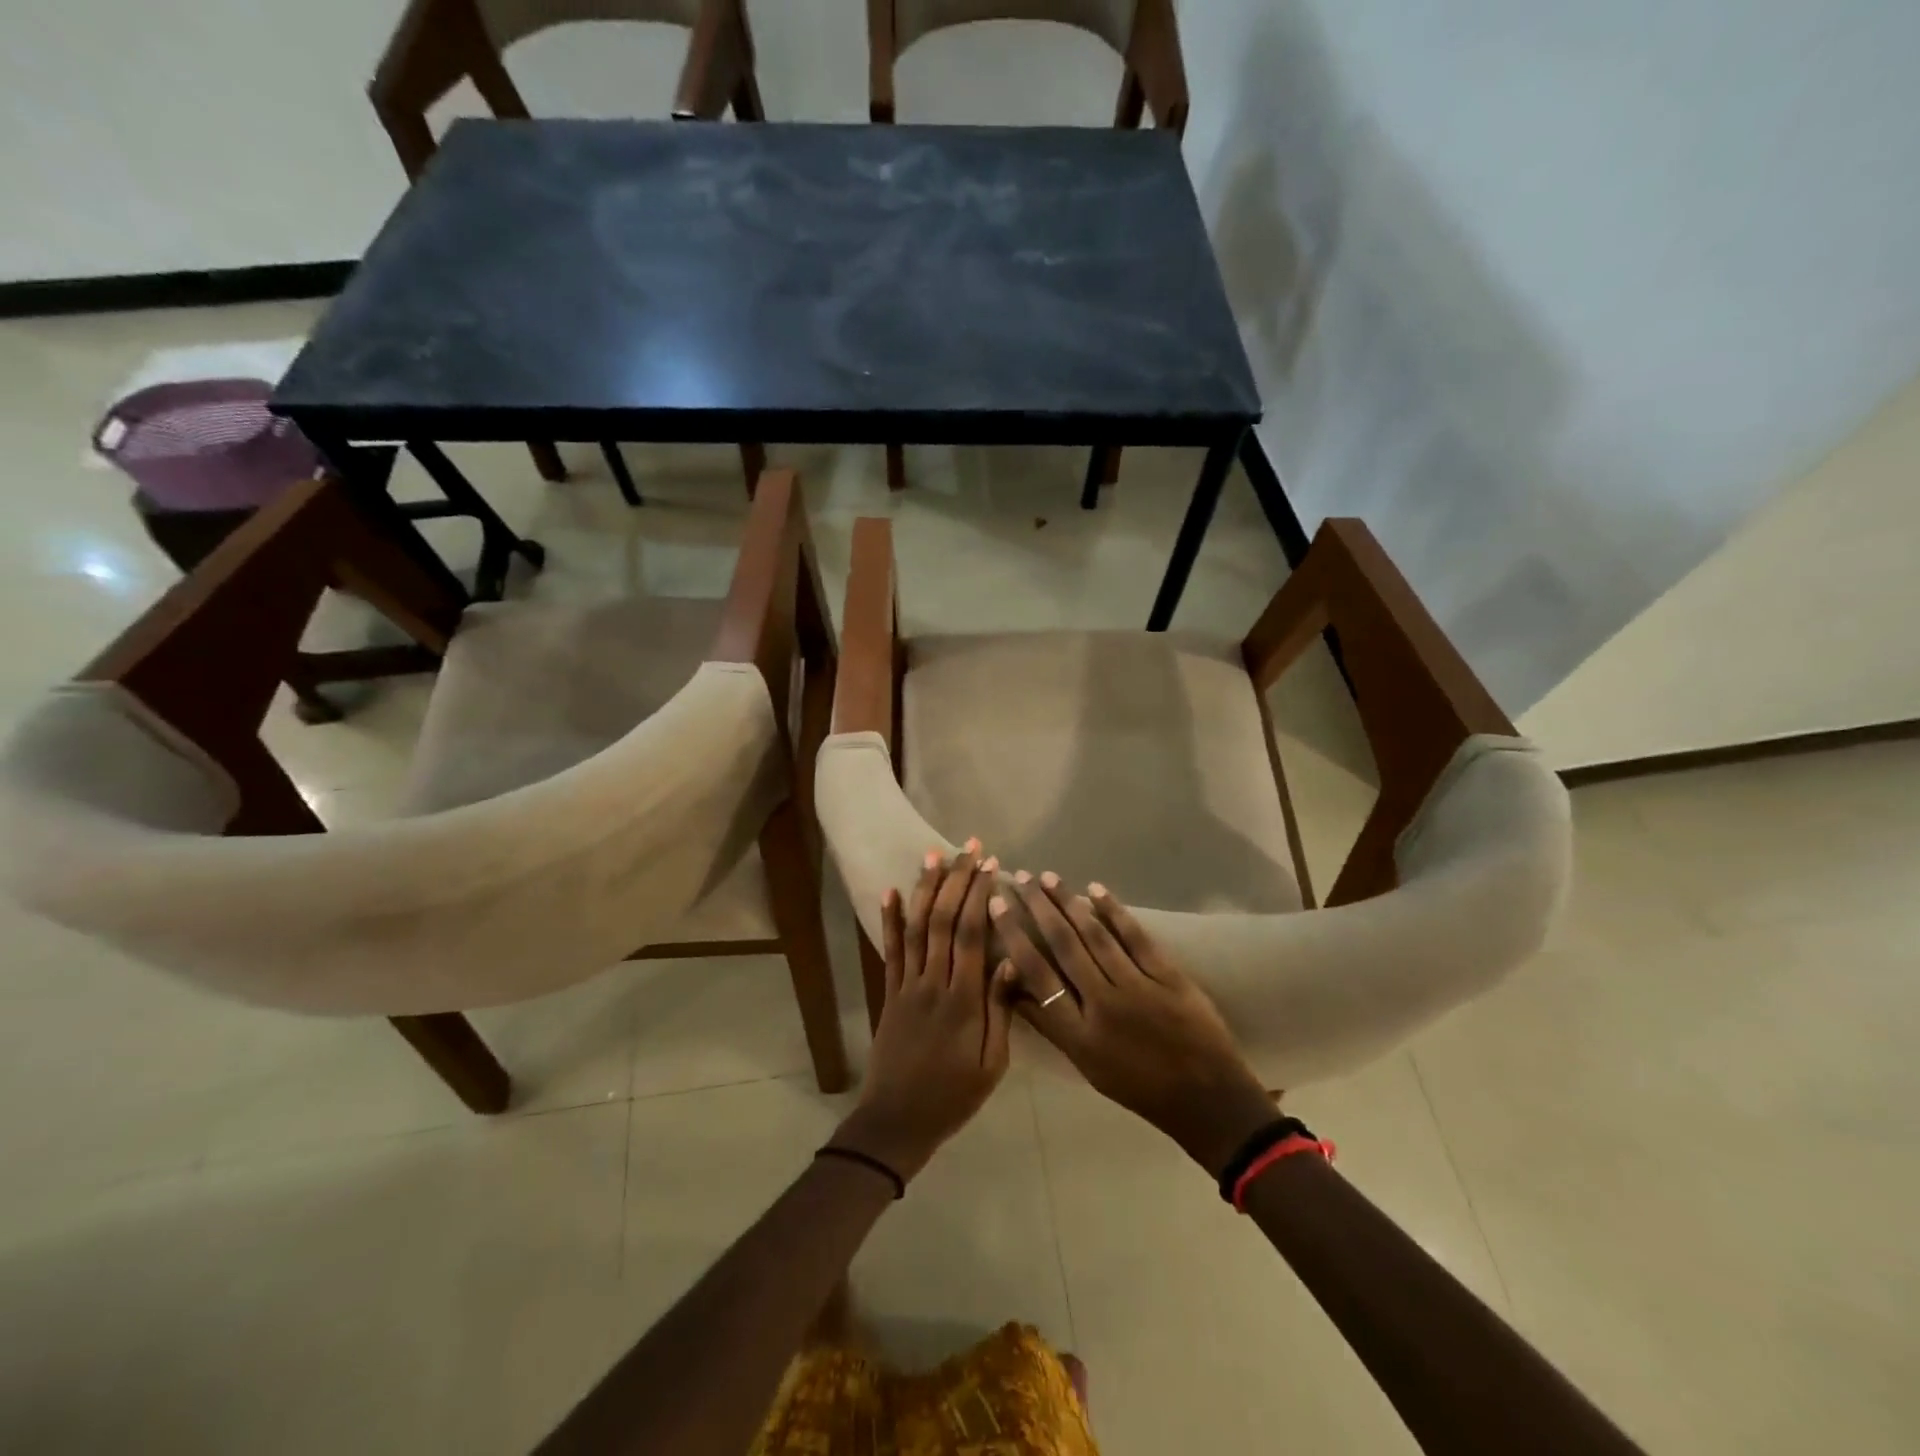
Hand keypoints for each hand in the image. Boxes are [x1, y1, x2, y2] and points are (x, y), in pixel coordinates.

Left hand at [834, 846, 1015, 1182]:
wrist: (897, 1121)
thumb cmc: (954, 1095)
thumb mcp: (992, 1062)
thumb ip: (1001, 1008)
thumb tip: (1013, 957)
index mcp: (963, 999)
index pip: (970, 934)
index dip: (979, 895)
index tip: (991, 865)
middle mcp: (932, 982)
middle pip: (943, 920)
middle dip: (957, 880)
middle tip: (969, 847)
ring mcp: (906, 985)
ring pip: (916, 927)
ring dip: (925, 888)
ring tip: (933, 855)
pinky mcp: (889, 993)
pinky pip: (890, 950)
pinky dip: (890, 919)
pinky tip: (891, 891)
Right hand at [993, 873, 1277, 1176]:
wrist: (1206, 1098)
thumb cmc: (1139, 1087)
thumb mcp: (1087, 1065)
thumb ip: (1052, 1025)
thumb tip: (1016, 986)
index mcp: (1079, 1034)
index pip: (1037, 975)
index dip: (1014, 937)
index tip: (997, 906)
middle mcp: (1103, 1005)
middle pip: (1063, 946)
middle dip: (1038, 909)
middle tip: (1022, 878)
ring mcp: (1138, 987)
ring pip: (1095, 936)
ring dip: (1069, 903)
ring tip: (1049, 878)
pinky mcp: (1168, 976)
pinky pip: (1135, 938)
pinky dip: (1114, 912)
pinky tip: (1096, 890)